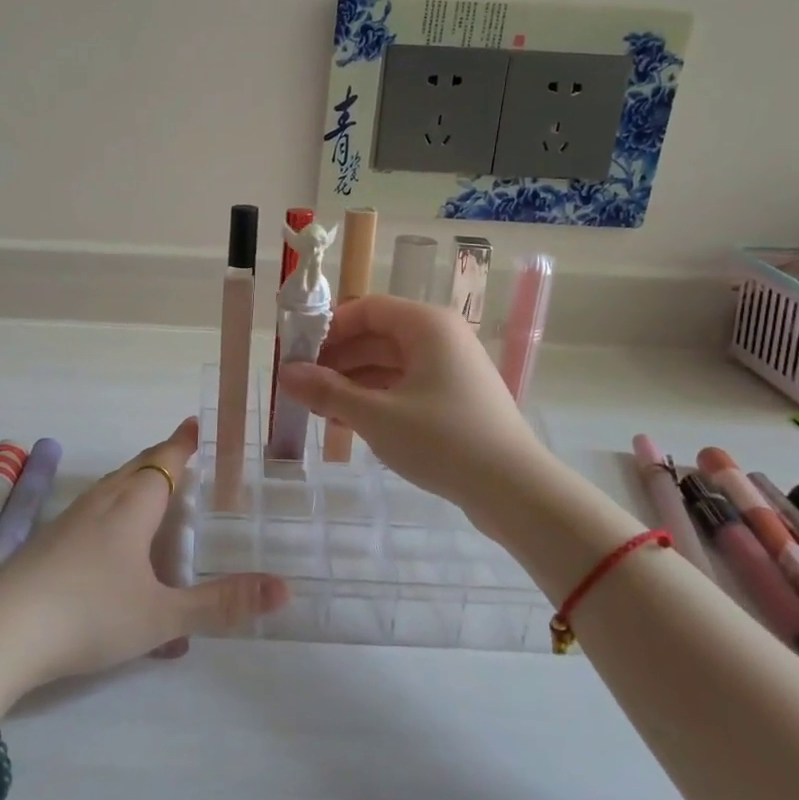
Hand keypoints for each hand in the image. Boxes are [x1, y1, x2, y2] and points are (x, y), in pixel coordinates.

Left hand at [0, 419, 287, 707]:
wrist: (0, 634)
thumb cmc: (89, 614)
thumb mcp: (162, 616)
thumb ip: (221, 604)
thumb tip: (285, 589)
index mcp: (130, 507)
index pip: (163, 462)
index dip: (182, 444)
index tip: (195, 423)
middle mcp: (99, 504)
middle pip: (135, 469)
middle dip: (161, 459)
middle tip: (183, 454)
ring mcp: (67, 523)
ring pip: (109, 490)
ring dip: (134, 483)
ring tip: (153, 491)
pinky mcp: (46, 545)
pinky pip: (91, 513)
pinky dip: (112, 510)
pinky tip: (111, 541)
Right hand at [277, 295, 544, 514]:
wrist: (514, 490)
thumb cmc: (441, 439)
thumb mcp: (375, 415)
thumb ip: (326, 392)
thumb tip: (284, 374)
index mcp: (426, 325)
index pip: (366, 309)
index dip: (328, 328)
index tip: (295, 353)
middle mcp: (440, 338)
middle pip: (376, 336)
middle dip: (335, 360)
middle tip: (300, 386)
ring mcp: (450, 370)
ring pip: (388, 365)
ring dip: (351, 384)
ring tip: (317, 410)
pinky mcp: (454, 400)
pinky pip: (404, 388)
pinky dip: (375, 400)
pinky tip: (346, 425)